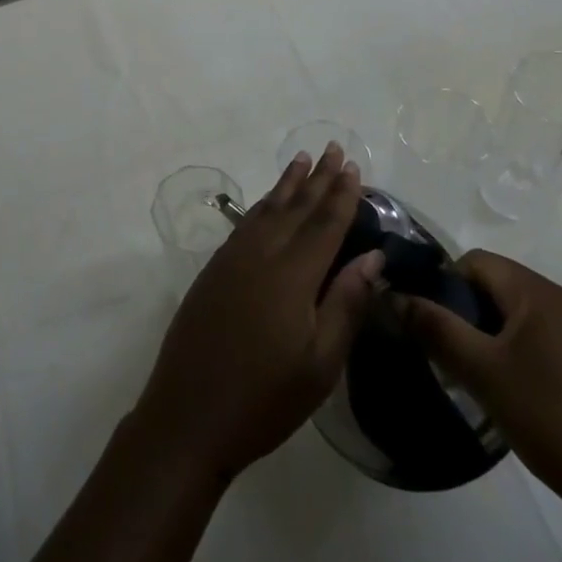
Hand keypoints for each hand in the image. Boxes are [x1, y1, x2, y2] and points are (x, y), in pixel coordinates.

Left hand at [135, 144, 385, 482]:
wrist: (188, 414)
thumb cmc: (265, 399)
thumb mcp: (320, 363)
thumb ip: (346, 304)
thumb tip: (373, 258)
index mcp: (291, 276)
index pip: (324, 224)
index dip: (341, 195)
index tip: (354, 167)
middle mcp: (260, 255)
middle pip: (295, 208)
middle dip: (317, 178)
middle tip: (333, 147)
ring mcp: (231, 260)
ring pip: (266, 210)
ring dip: (287, 185)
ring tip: (302, 160)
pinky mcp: (213, 271)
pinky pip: (245, 225)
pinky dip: (262, 206)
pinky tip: (268, 204)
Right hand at [395, 251, 561, 516]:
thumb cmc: (551, 419)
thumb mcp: (481, 372)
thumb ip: (435, 327)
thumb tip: (395, 295)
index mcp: (539, 293)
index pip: (475, 261)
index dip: (444, 284)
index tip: (431, 325)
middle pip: (497, 284)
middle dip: (465, 311)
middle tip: (448, 353)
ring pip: (518, 313)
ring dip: (489, 333)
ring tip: (474, 375)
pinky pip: (541, 336)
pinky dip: (516, 350)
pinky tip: (512, 391)